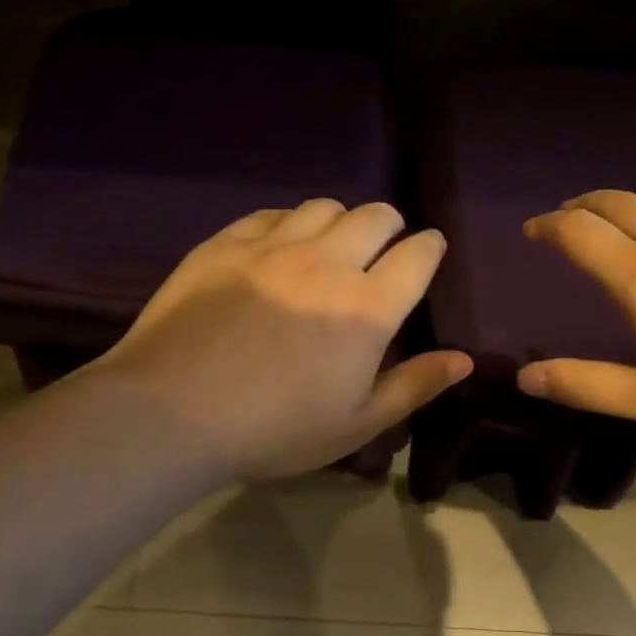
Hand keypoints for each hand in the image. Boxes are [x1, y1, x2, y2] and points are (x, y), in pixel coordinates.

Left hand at [97, 200, 471, 480]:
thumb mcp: (356, 423)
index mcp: (367, 307)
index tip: (428, 253)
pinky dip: (288, 223)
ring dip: (340, 220)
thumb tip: (464, 359)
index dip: (430, 248)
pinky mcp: (226, 243)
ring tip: (330, 246)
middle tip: (381, 251)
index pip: (418, 255)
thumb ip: (415, 385)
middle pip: (376, 215)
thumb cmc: (274, 429)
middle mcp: (327, 262)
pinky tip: (278, 248)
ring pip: (324, 206)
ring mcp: (273, 246)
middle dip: (390, 226)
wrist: (171, 414)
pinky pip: (271, 214)